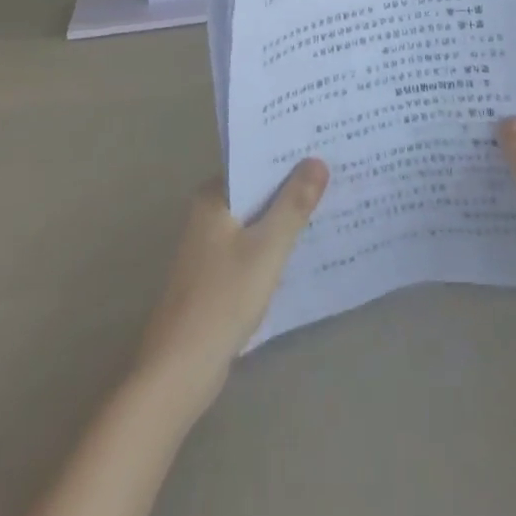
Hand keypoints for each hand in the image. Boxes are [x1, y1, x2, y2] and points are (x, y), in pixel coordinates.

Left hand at [135, 160, 328, 417]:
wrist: (180, 369)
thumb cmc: (223, 298)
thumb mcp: (267, 248)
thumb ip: (293, 204)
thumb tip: (317, 160)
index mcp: (212, 198)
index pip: (254, 163)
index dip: (287, 157)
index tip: (322, 147)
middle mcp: (207, 214)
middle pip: (256, 191)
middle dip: (291, 186)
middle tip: (335, 173)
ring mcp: (209, 246)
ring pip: (255, 220)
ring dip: (284, 216)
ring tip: (328, 203)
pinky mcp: (216, 275)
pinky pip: (251, 246)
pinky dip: (274, 244)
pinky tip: (303, 247)